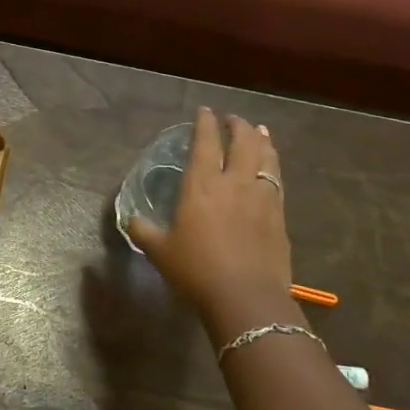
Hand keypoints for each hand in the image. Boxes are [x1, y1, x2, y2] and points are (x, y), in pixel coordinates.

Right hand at [127, 109, 296, 340]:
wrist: (246, 297)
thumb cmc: (196, 270)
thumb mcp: (159, 250)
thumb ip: (143, 230)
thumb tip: (129, 220)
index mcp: (201, 185)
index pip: (205, 143)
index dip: (205, 124)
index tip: (204, 111)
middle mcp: (234, 182)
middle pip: (242, 142)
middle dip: (238, 126)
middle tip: (232, 119)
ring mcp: (261, 197)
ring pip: (265, 157)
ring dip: (261, 140)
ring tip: (259, 131)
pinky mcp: (279, 215)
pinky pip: (277, 180)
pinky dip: (274, 165)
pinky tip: (271, 167)